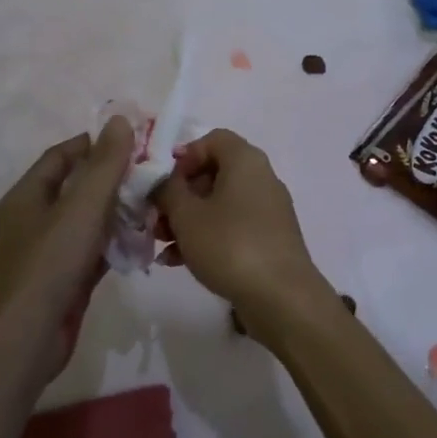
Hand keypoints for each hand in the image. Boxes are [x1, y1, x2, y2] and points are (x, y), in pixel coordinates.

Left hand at [0, 115, 133, 383]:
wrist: (28, 339)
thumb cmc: (51, 263)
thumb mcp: (83, 206)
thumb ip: (105, 164)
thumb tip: (120, 120)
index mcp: (27, 195)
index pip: (62, 156)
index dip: (94, 144)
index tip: (131, 140)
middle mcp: (33, 219)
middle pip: (76, 187)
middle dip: (112, 178)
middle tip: (150, 171)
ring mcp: (46, 252)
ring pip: (86, 220)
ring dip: (116, 211)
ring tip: (153, 203)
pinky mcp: (62, 279)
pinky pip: (91, 250)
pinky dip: (113, 243)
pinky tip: (142, 240)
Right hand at [153, 129, 329, 329]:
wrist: (282, 298)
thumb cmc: (230, 245)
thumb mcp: (187, 215)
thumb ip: (167, 191)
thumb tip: (162, 182)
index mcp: (245, 160)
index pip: (212, 139)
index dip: (184, 156)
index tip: (163, 182)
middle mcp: (260, 177)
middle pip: (213, 173)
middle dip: (180, 195)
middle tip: (155, 217)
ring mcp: (267, 210)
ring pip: (219, 204)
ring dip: (187, 220)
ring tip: (161, 244)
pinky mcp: (269, 239)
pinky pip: (231, 227)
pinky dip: (206, 237)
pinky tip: (178, 262)